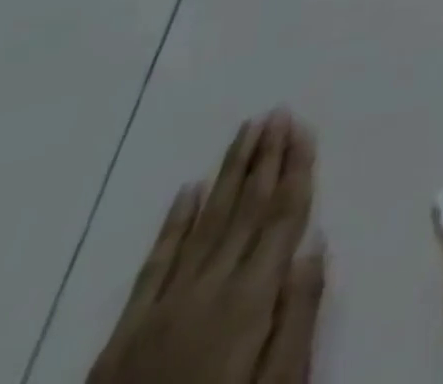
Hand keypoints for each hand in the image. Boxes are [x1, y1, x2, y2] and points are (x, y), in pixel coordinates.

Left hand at [88, 111, 325, 383]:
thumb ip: (298, 314)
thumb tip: (316, 241)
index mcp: (252, 297)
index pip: (282, 216)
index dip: (296, 168)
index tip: (304, 126)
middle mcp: (210, 287)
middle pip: (246, 209)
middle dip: (266, 156)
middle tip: (278, 111)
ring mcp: (164, 306)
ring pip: (206, 222)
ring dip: (230, 172)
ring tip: (246, 129)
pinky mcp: (126, 332)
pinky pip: (155, 264)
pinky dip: (174, 223)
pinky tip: (188, 189)